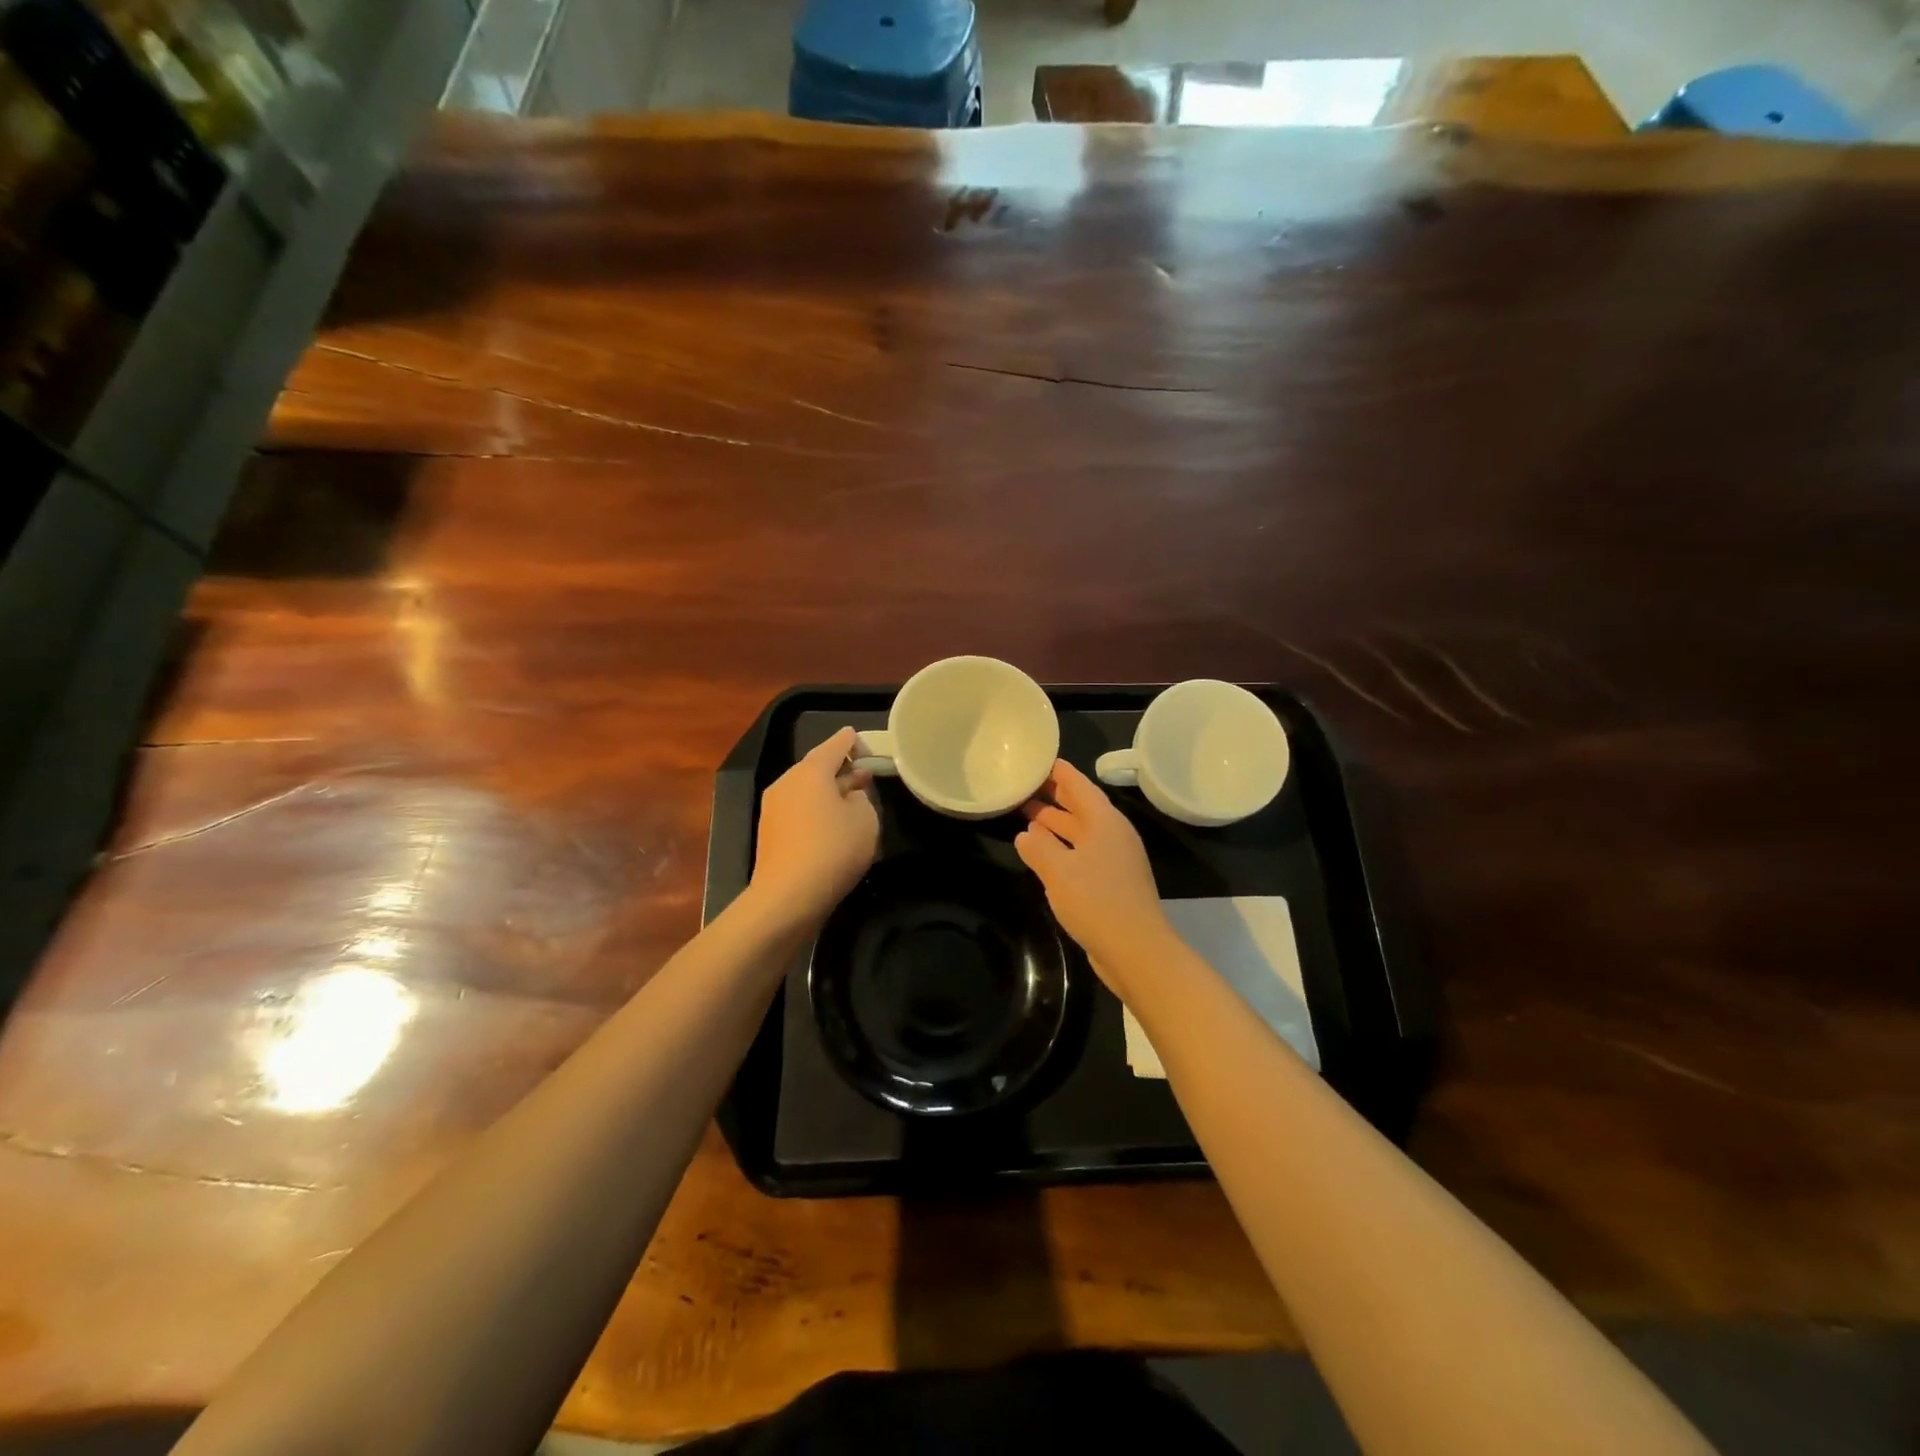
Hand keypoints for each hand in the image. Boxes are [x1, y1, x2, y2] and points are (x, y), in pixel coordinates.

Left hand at [750, 726, 879, 925]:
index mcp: (811, 770)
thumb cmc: (833, 849)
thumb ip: (863, 797)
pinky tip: (831, 830)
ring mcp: (773, 806)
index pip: (836, 743)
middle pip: (818, 766)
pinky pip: (798, 810)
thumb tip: (850, 794)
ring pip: (807, 789)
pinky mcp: (769, 831)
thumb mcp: (866, 819)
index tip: (868, 749)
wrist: (787, 897)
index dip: (855, 742)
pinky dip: (816, 812)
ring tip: (851, 808)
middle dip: (842, 771)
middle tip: (866, 781)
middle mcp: (787, 781)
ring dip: (828, 793)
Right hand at [1015, 760, 1174, 992]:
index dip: (1060, 772)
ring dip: (1056, 823)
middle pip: (1081, 807)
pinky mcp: (1112, 883)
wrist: (1136, 950)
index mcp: (1104, 822)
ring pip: (1081, 832)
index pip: (1080, 786)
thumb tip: (1025, 834)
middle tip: (1026, 785)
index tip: (1041, 759)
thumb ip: (1038, 848)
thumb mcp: (1059, 871)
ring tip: (1026, 816)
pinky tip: (1043, 853)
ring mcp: (1115, 860)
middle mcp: (1112, 835)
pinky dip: (1063, 847)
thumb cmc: (1097, 901)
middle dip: (1054, 796)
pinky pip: (1083, 853)